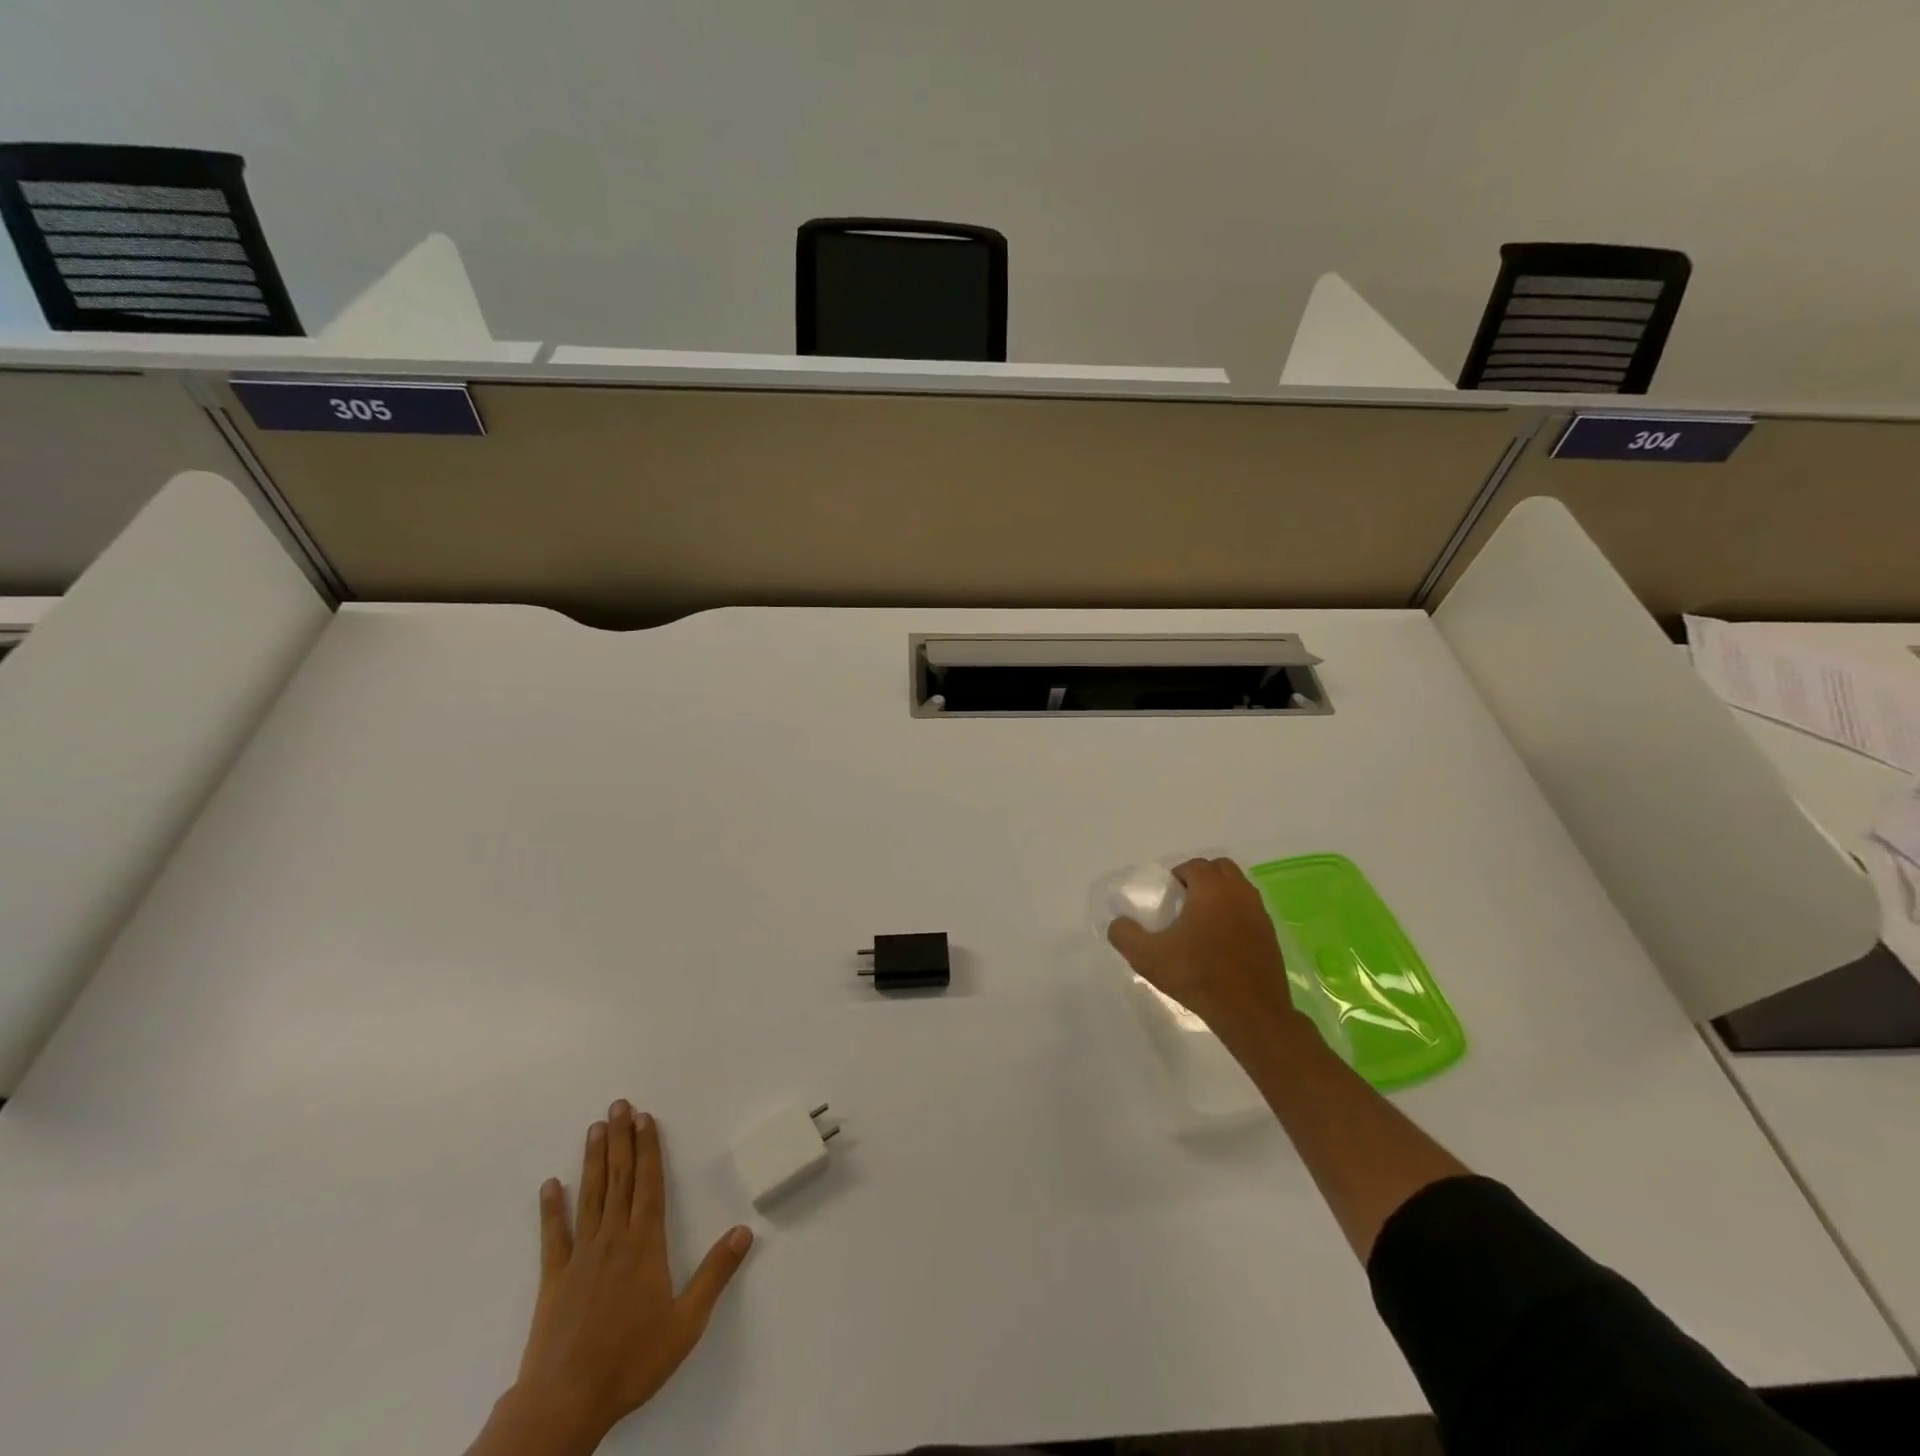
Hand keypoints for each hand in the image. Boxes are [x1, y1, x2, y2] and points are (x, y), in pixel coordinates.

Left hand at [473, 1102, 753, 1455]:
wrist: (564, 1404)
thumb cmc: (632, 1361)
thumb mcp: (686, 1323)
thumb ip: (715, 1274)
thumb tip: (745, 1230)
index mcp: (645, 1245)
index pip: (649, 1184)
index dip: (649, 1148)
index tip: (645, 1117)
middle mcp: (613, 1239)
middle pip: (619, 1179)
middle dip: (621, 1140)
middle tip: (619, 1105)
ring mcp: (580, 1257)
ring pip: (590, 1196)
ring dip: (593, 1160)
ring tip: (594, 1127)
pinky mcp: (553, 1280)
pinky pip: (553, 1237)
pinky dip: (551, 1209)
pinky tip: (550, 1185)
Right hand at [1107, 858, 1294, 1032]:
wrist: (1251, 1013)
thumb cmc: (1198, 977)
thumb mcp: (1148, 958)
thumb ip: (1125, 935)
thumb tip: (1118, 923)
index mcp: (1212, 890)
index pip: (1194, 865)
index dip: (1177, 875)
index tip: (1167, 897)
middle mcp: (1239, 893)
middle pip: (1220, 868)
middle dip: (1202, 877)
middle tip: (1184, 902)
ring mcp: (1259, 913)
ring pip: (1238, 887)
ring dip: (1220, 894)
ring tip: (1201, 921)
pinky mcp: (1271, 934)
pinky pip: (1250, 909)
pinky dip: (1235, 913)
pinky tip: (1221, 941)